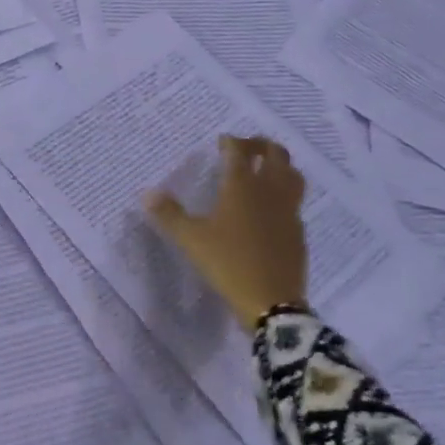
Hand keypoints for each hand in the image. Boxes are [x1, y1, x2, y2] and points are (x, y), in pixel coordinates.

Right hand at [145, 135, 308, 331]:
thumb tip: (147, 193)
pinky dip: (284, 194)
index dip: (230, 142)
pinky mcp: (298, 231)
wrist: (271, 302)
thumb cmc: (228, 263)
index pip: (239, 151)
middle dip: (260, 145)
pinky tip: (270, 208)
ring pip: (292, 175)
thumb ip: (169, 214)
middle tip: (245, 149)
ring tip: (263, 171)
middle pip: (275, 155)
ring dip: (279, 165)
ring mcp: (288, 211)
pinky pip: (294, 201)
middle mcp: (269, 191)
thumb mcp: (191, 239)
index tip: (221, 142)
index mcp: (242, 186)